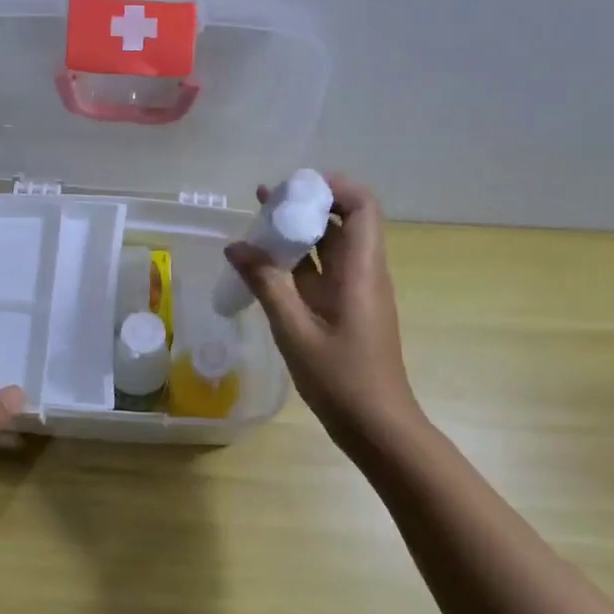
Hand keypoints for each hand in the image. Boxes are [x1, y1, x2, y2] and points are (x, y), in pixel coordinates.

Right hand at [224, 174, 425, 457]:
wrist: (377, 427)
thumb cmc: (341, 379)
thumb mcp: (294, 330)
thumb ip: (265, 284)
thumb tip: (235, 246)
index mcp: (361, 270)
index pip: (362, 205)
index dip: (332, 186)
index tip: (293, 187)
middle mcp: (363, 271)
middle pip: (343, 219)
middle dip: (306, 204)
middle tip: (264, 202)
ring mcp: (355, 290)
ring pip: (330, 245)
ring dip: (298, 231)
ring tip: (257, 224)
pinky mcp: (345, 308)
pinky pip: (322, 270)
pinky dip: (296, 260)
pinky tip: (264, 264)